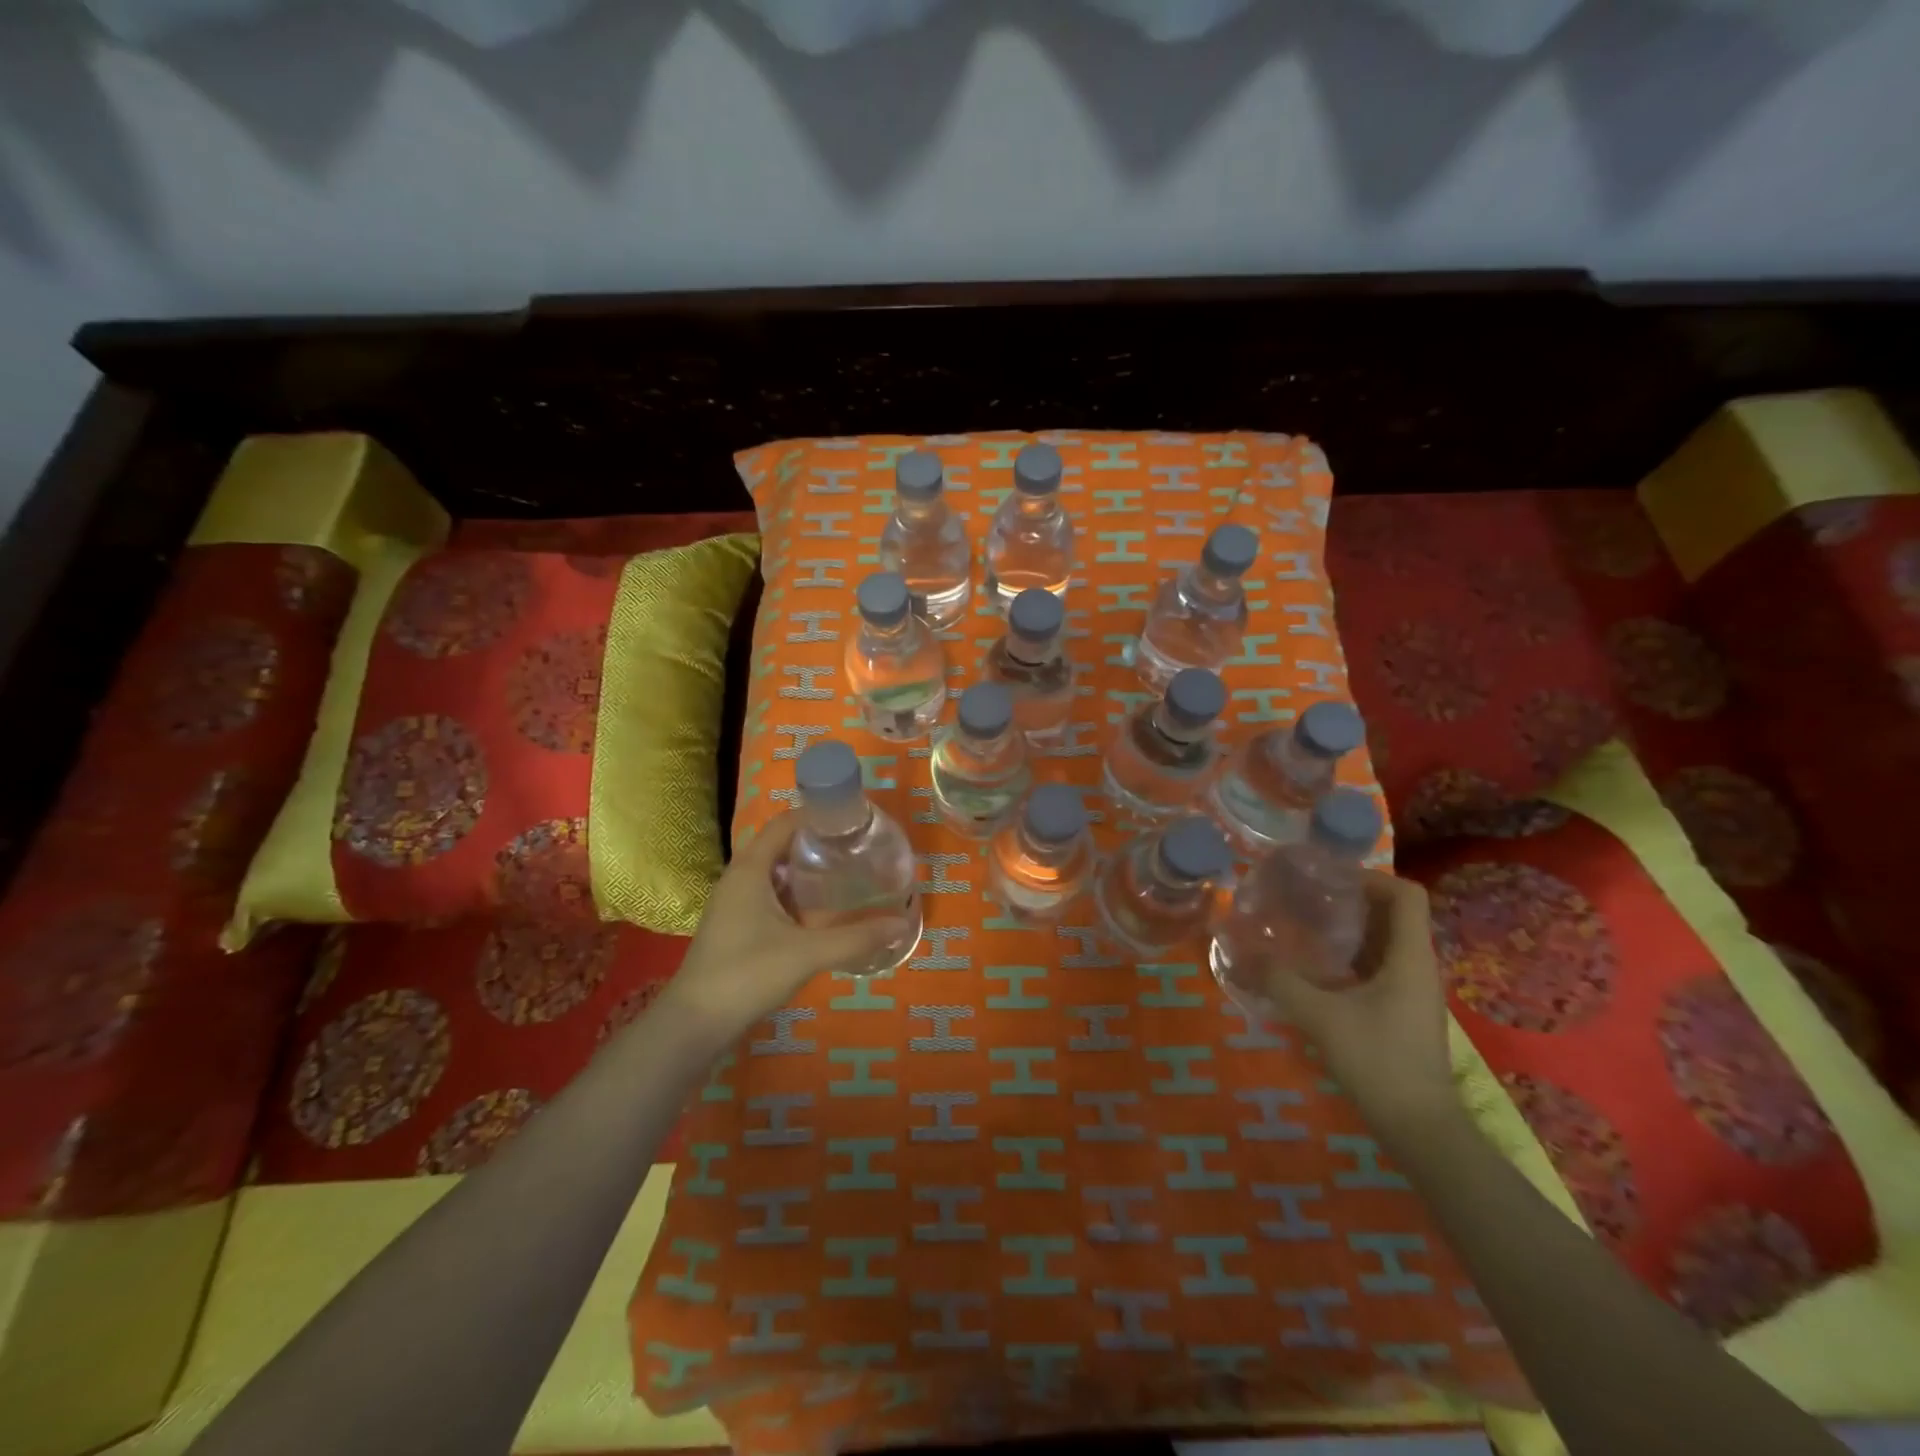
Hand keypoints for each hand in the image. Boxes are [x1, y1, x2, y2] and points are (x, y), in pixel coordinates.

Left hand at [657, 813, 913, 1041]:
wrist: (695, 1023)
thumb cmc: (747, 974)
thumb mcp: (807, 953)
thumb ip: (856, 938)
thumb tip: (902, 923)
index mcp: (750, 869)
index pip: (784, 823)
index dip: (817, 815)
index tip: (852, 820)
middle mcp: (739, 877)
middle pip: (781, 845)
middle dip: (818, 842)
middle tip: (858, 847)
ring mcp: (735, 903)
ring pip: (776, 872)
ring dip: (807, 869)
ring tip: (847, 872)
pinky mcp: (736, 925)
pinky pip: (771, 894)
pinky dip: (796, 894)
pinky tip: (822, 911)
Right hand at [1257, 871, 1458, 1135]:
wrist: (1419, 1128)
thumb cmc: (1378, 1061)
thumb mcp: (1321, 1016)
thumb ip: (1280, 980)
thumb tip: (1242, 950)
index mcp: (1411, 957)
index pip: (1407, 894)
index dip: (1372, 878)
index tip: (1328, 879)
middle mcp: (1418, 966)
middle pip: (1393, 914)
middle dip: (1351, 900)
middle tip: (1306, 897)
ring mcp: (1413, 991)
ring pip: (1385, 941)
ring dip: (1349, 928)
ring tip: (1304, 925)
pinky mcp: (1402, 1011)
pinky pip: (1379, 966)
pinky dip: (1350, 956)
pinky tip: (1316, 968)